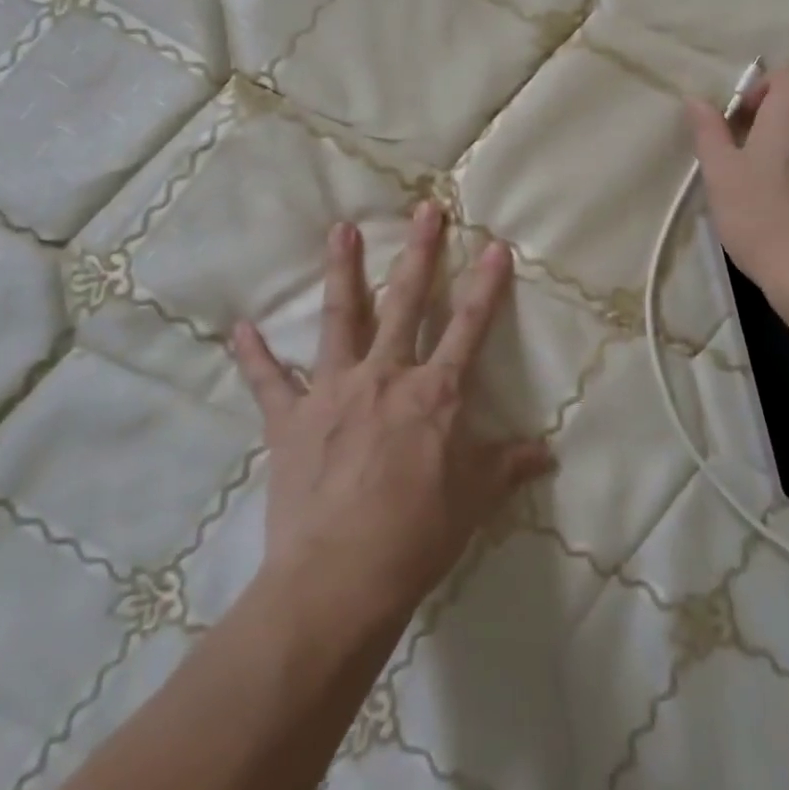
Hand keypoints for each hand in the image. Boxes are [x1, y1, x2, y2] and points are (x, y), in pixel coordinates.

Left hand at [232, 203, 554, 631]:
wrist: (339, 580)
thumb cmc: (416, 538)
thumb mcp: (473, 501)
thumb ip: (507, 466)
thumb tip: (547, 452)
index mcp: (434, 394)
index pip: (469, 327)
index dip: (486, 285)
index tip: (495, 245)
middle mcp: (385, 377)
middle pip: (407, 302)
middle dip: (419, 252)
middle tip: (424, 209)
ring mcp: (333, 391)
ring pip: (341, 318)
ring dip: (342, 271)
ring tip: (340, 229)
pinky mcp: (290, 419)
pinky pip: (269, 381)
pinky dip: (254, 356)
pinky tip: (241, 329)